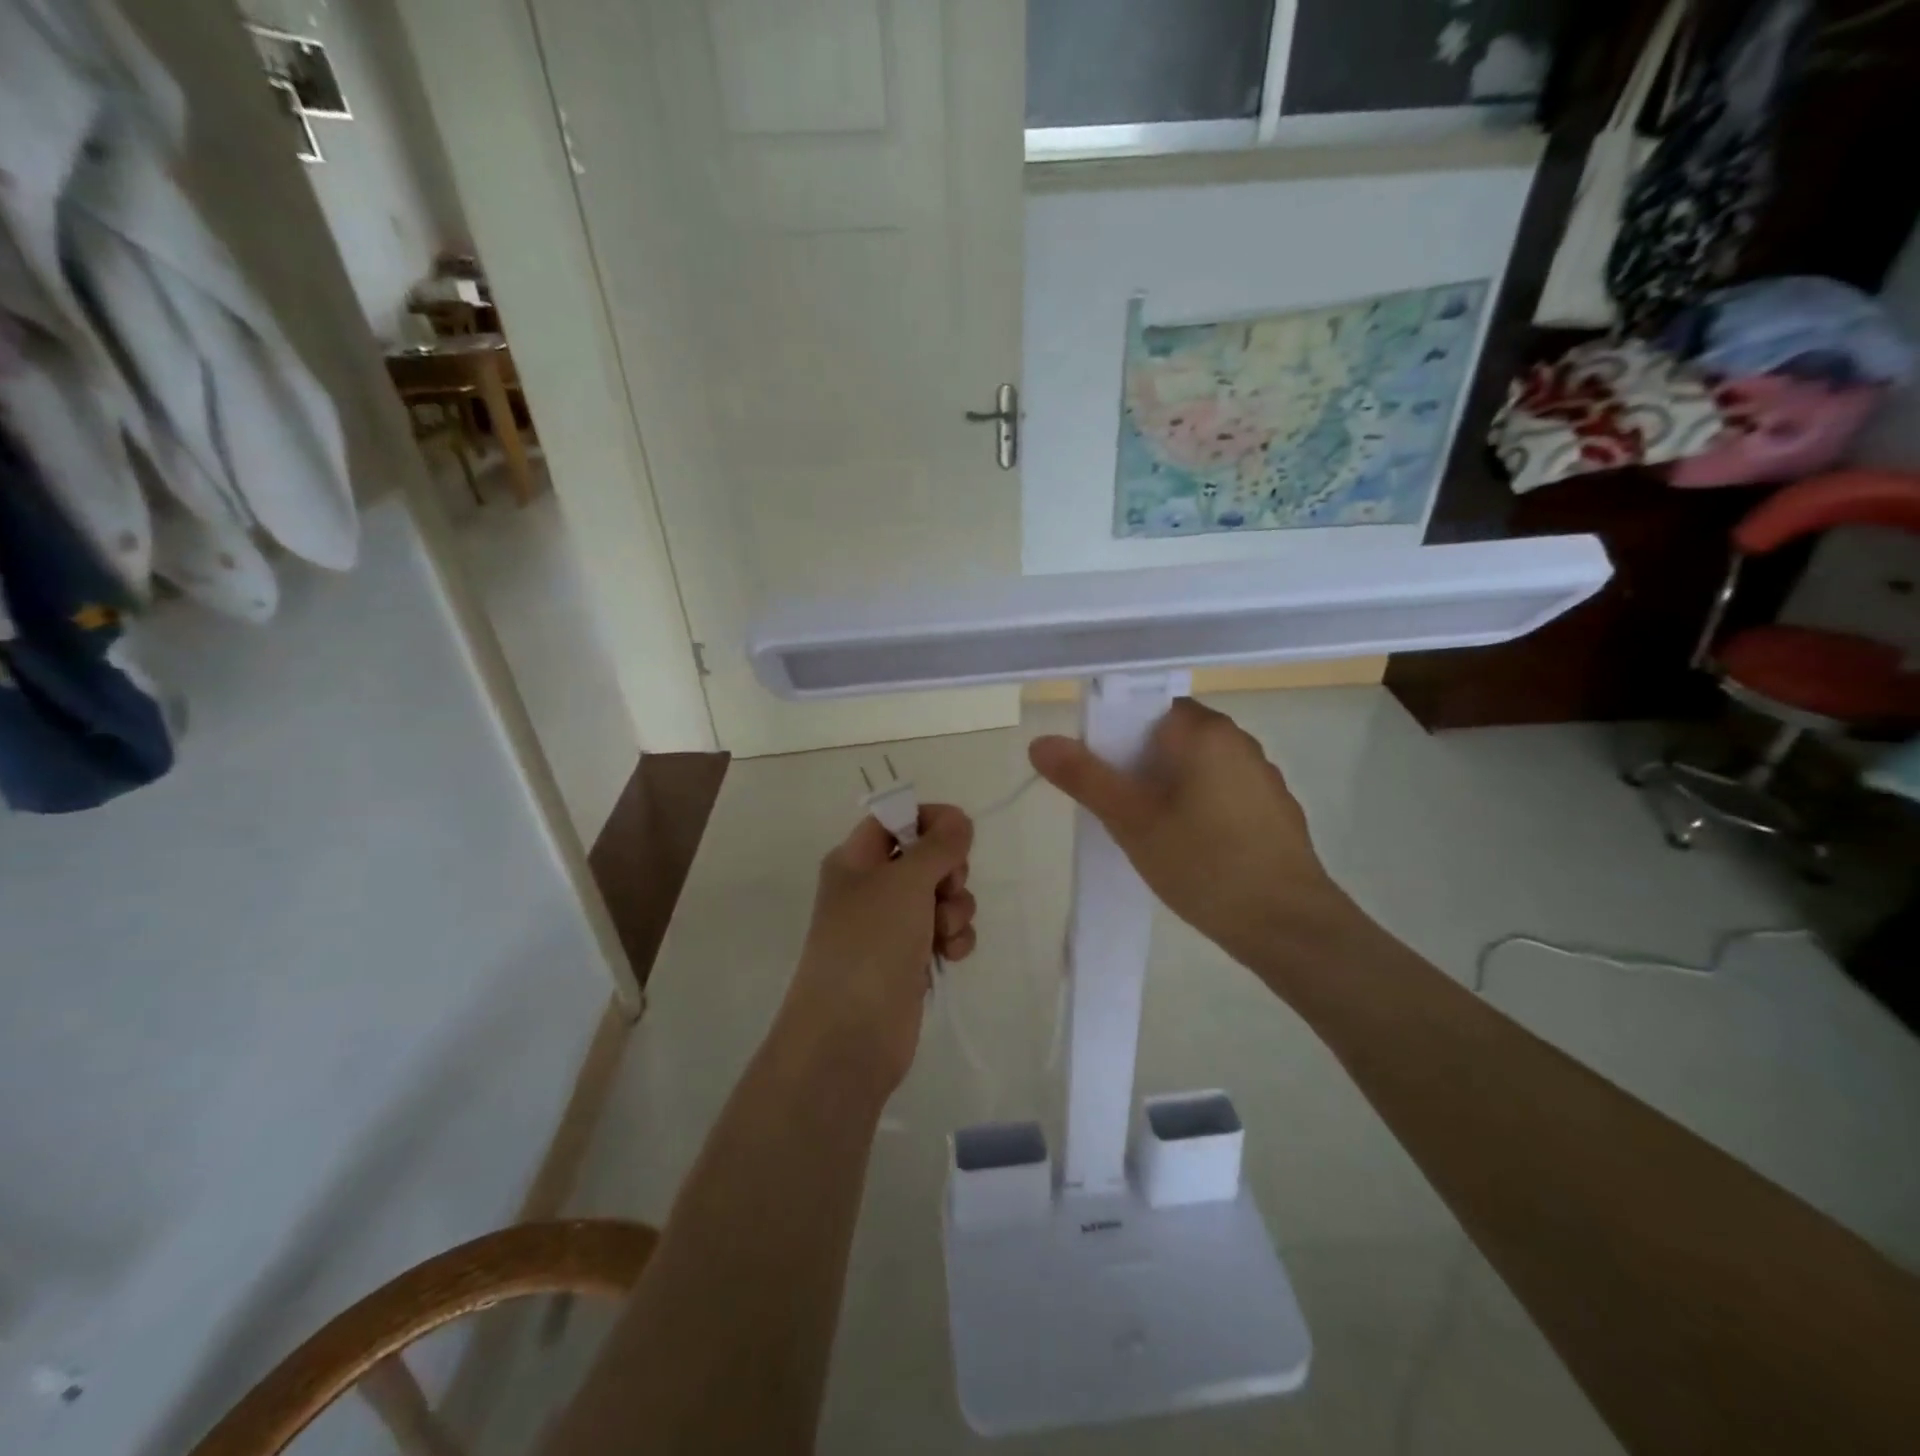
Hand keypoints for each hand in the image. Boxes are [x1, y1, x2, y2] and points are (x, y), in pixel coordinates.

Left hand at [774, 804, 976, 1100]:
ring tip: (944, 932)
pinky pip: (944, 931)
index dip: (928, 820)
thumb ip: (938, 844)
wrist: (850, 1036)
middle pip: (924, 857)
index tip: (960, 833)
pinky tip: (951, 954)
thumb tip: (958, 818)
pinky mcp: (910, 959)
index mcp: (855, 860)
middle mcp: (871, 888)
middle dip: (949, 871)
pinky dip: (954, 938)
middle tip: (946, 888)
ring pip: (941, 896)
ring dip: (955, 908)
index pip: (894, 819)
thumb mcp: (905, 882)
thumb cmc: (871, 944)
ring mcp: (891, 926)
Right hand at [1028, 698, 1355, 976]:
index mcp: (1205, 731)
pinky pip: (1220, 791)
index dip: (1114, 736)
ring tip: (1148, 833)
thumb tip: (1040, 741)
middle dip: (1137, 767)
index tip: (1099, 775)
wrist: (1288, 926)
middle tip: (1116, 810)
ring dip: (1166, 789)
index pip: (1145, 709)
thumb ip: (1084, 777)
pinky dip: (1196, 807)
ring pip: (1194, 767)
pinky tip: (1189, 848)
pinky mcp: (1273, 809)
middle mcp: (1238, 741)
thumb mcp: (1131, 821)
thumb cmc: (1204, 864)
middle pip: (1169, 738)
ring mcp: (1261, 775)